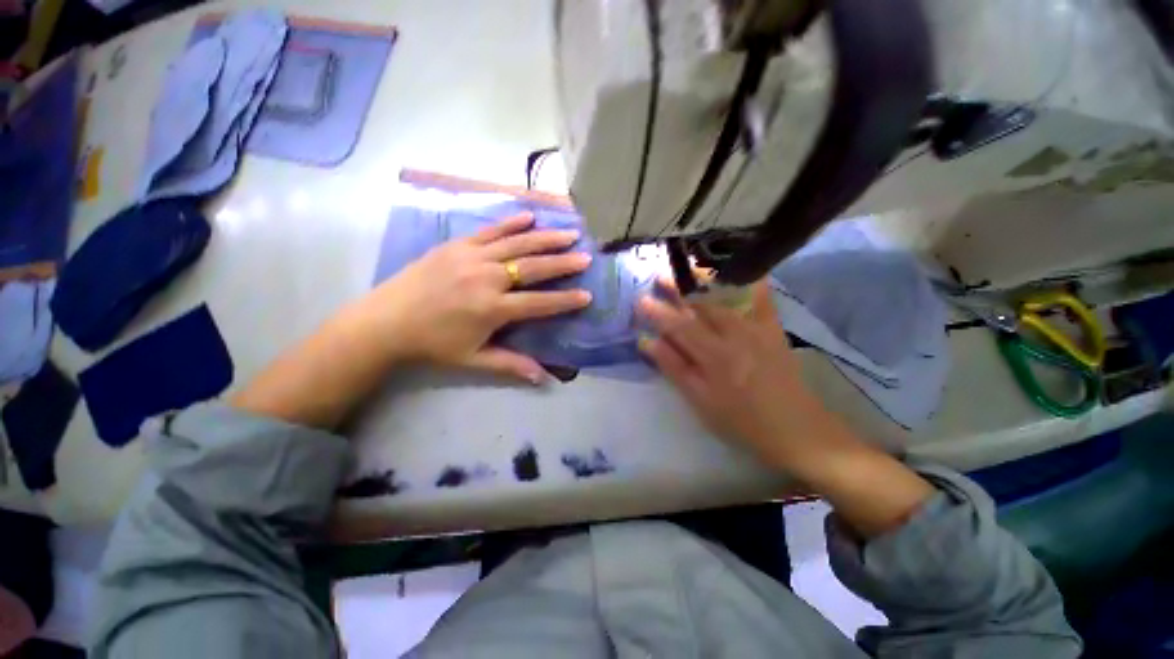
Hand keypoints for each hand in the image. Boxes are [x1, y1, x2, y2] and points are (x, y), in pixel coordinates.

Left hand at [359, 213, 591, 382]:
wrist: (385, 322)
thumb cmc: (432, 344)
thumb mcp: (473, 359)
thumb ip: (511, 365)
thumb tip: (544, 379)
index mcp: (492, 309)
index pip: (539, 303)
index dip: (565, 300)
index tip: (587, 295)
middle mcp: (486, 278)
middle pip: (533, 267)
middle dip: (563, 263)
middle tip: (586, 257)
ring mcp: (471, 257)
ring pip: (517, 244)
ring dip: (546, 238)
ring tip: (569, 233)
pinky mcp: (456, 245)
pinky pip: (489, 230)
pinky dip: (511, 222)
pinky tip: (530, 216)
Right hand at [637, 280, 843, 468]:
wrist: (795, 428)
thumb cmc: (741, 420)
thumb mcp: (700, 400)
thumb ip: (673, 367)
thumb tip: (647, 342)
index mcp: (715, 356)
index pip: (679, 326)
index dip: (658, 312)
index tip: (640, 298)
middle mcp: (736, 335)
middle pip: (701, 305)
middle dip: (679, 288)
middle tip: (659, 276)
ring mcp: (757, 328)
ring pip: (726, 297)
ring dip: (704, 282)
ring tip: (687, 270)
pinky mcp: (774, 329)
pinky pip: (761, 299)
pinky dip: (750, 281)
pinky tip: (741, 269)